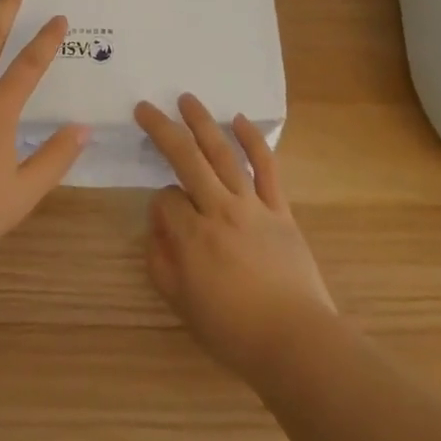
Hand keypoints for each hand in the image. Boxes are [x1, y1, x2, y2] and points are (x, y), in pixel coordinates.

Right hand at [136, 93, 336, 378]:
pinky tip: (239, 121)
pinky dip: (253, 141)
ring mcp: (253, 205)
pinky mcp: (281, 209)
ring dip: (203, 123)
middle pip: (187, 159)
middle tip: (146, 107)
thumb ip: (161, 261)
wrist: (295, 340)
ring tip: (187, 99)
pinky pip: (267, 167)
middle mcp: (219, 210)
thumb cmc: (233, 330)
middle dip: (163, 130)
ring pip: (223, 154)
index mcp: (192, 237)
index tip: (165, 222)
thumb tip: (157, 226)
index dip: (158, 205)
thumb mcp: (181, 304)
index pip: (165, 200)